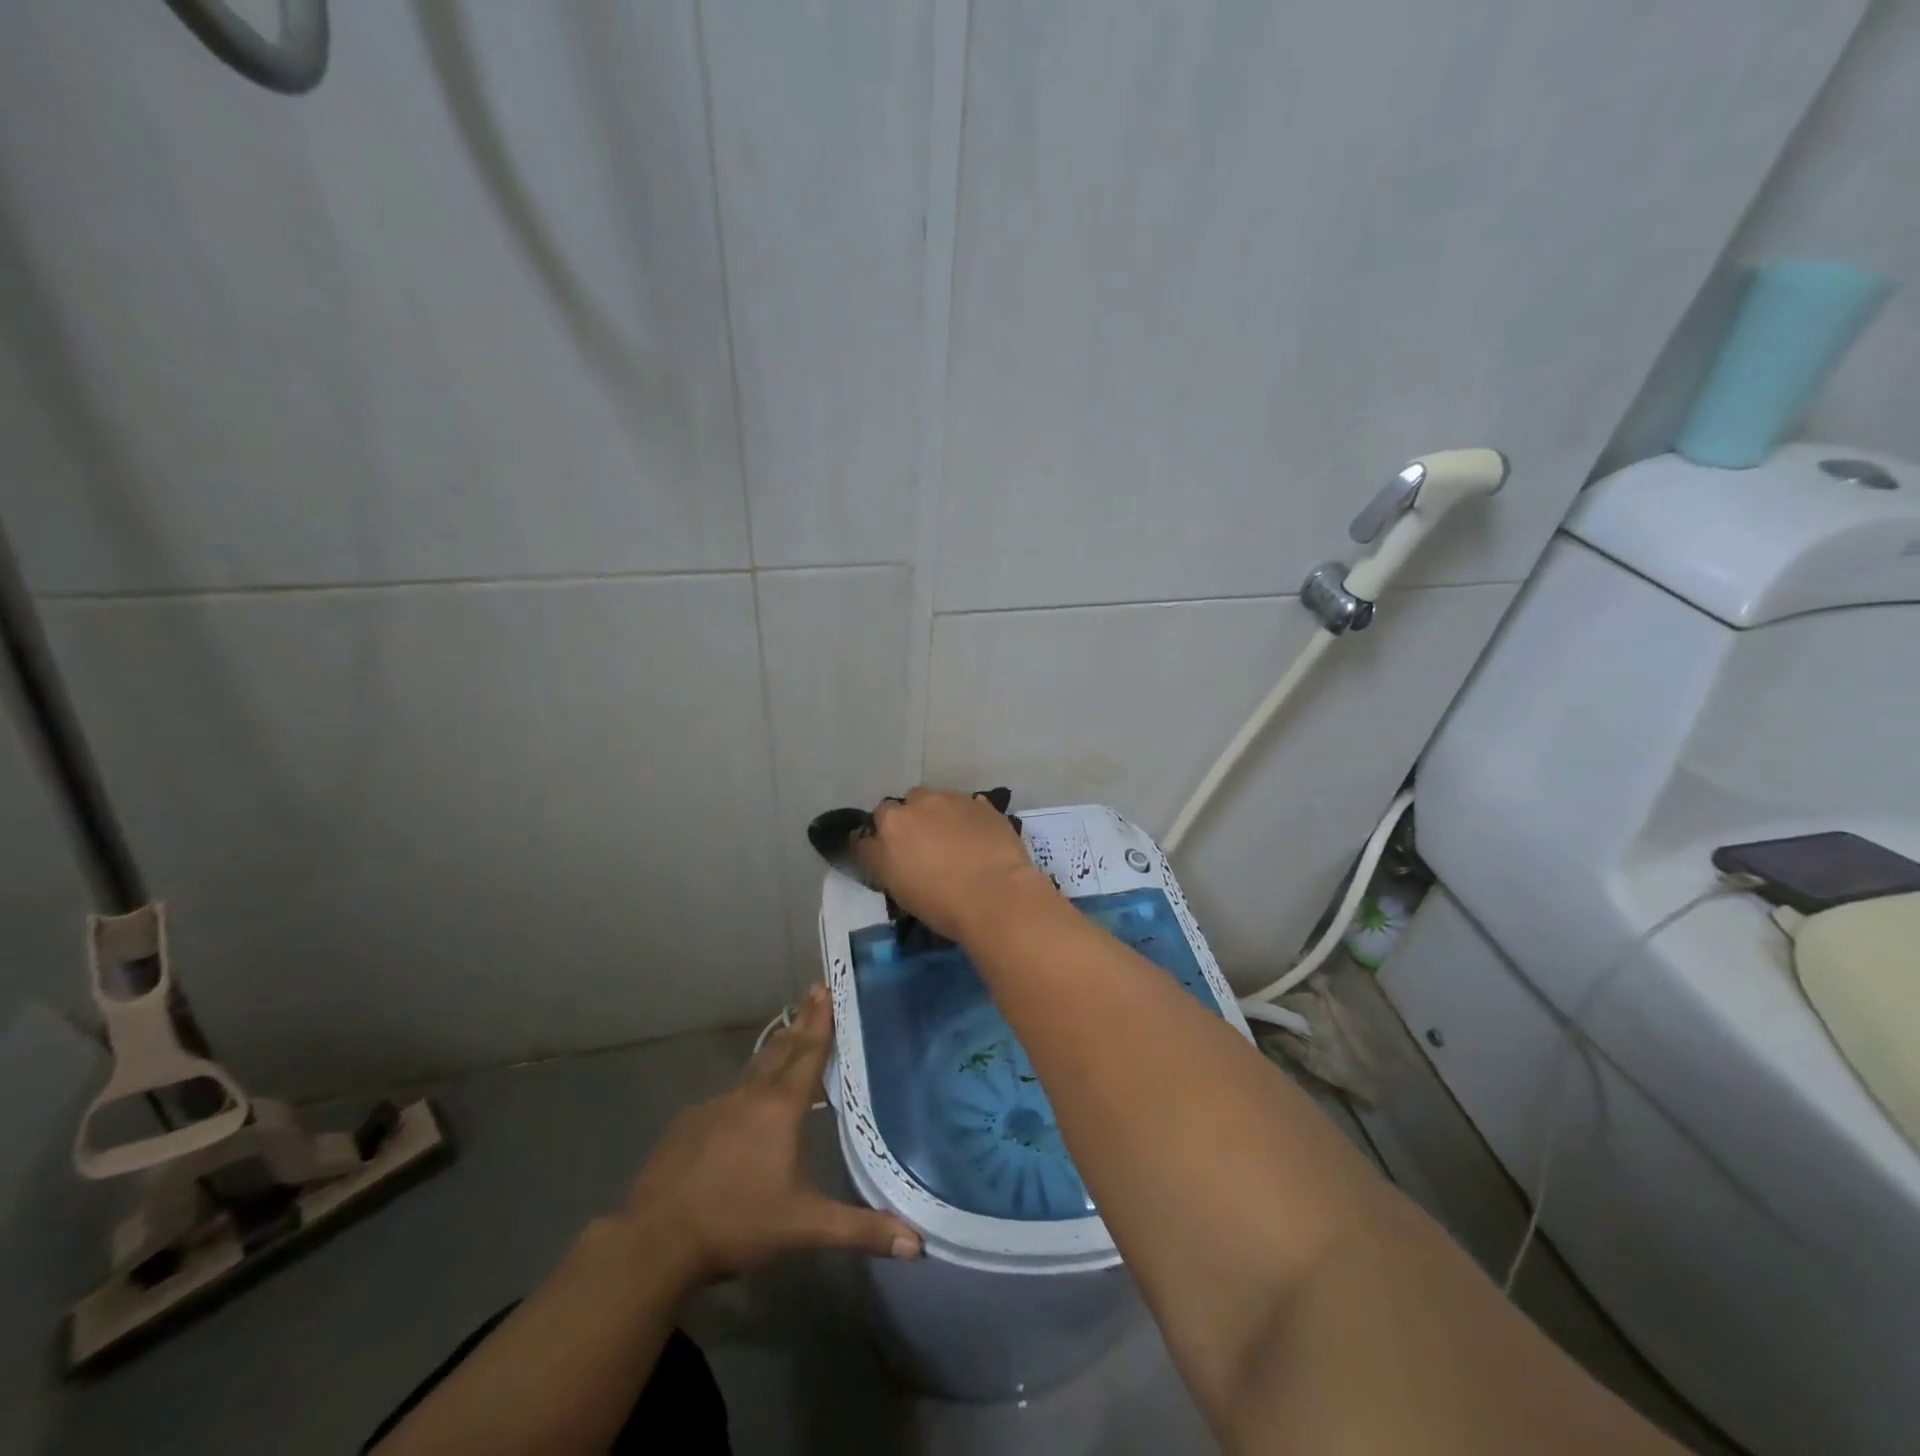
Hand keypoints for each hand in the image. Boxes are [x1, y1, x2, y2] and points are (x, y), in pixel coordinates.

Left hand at [620, 985, 921, 1284]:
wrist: (655, 1240)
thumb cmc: (737, 1223)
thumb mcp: (804, 1227)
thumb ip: (860, 1229)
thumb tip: (917, 1244)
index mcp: (780, 1109)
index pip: (808, 1053)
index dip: (821, 1021)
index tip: (826, 988)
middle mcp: (749, 1096)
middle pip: (781, 1049)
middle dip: (801, 1021)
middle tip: (813, 993)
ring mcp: (715, 1106)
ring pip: (753, 1068)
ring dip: (774, 1048)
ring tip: (787, 1034)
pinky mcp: (689, 1124)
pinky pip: (727, 1096)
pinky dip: (745, 1087)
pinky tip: (744, 1105)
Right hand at [856, 786, 1051, 941]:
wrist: (996, 895)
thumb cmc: (940, 902)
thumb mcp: (896, 888)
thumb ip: (881, 859)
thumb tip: (876, 845)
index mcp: (893, 824)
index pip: (876, 822)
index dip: (884, 838)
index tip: (893, 855)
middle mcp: (920, 803)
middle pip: (908, 803)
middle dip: (912, 819)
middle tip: (924, 846)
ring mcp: (955, 800)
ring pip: (939, 800)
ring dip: (940, 815)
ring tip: (953, 840)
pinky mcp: (984, 806)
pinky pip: (969, 806)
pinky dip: (968, 818)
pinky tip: (977, 839)